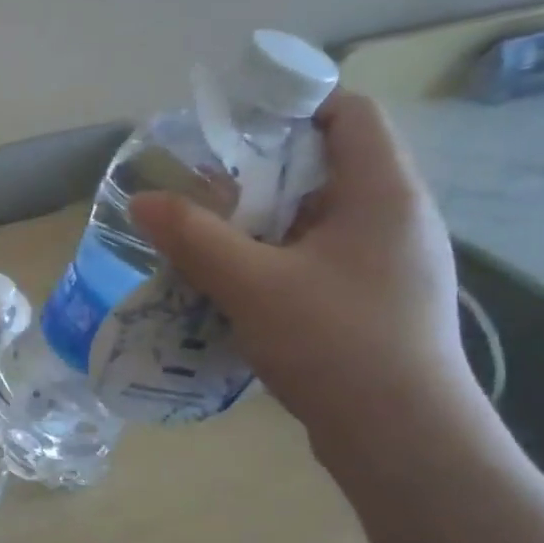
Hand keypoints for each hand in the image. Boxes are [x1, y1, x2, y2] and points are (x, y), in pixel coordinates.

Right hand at [129, 92, 474, 446]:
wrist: (403, 440)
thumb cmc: (336, 344)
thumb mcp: (252, 284)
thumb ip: (193, 237)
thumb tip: (140, 200)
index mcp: (383, 194)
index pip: (349, 114)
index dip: (295, 102)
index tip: (234, 119)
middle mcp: (394, 219)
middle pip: (326, 166)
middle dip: (259, 170)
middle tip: (200, 183)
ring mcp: (387, 264)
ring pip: (316, 218)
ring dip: (260, 220)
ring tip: (205, 232)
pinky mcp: (373, 301)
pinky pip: (317, 258)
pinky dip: (273, 257)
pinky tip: (233, 281)